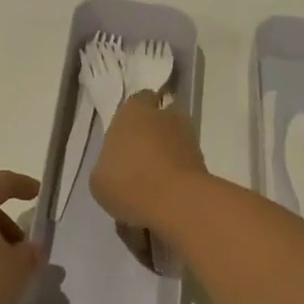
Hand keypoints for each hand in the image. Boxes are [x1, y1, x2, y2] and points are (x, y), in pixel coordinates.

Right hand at [91, 91, 206, 229]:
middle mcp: (164, 116)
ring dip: (166, 153)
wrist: (176, 203)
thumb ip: (109, 163)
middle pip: (159, 119)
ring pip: (174, 140)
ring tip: (152, 181)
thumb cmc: (128, 182)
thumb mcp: (99, 178)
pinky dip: (177, 172)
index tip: (125, 135)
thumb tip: (117, 166)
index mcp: (133, 111)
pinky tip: (165, 193)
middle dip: (151, 135)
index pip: (138, 100)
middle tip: (137, 160)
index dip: (133, 116)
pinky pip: (185, 162)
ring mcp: (188, 137)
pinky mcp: (204, 160)